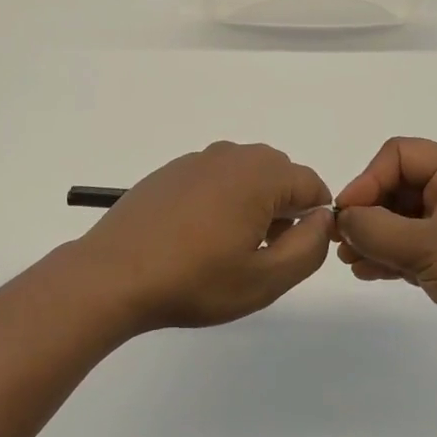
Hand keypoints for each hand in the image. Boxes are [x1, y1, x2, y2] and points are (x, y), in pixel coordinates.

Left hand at [71, 142, 334, 333]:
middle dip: (283, 208)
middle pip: (278, 174)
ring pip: (244, 174)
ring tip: (230, 248)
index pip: (311, 184)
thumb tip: (322, 218)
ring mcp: (196, 160)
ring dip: (252, 203)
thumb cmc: (194, 280)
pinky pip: (213, 178)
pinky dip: (220, 199)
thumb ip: (309, 246)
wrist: (113, 274)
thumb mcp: (265, 279)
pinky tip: (198, 237)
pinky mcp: (170, 172)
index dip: (315, 219)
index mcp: (259, 175)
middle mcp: (230, 155)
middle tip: (263, 253)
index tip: (295, 253)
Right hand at [336, 138, 436, 380]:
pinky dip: (386, 256)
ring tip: (348, 259)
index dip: (368, 179)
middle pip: (395, 186)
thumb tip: (342, 219)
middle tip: (339, 239)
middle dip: (366, 210)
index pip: (398, 156)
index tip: (347, 214)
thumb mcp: (426, 247)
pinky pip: (408, 247)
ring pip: (398, 219)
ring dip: (371, 236)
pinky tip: (364, 272)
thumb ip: (375, 229)